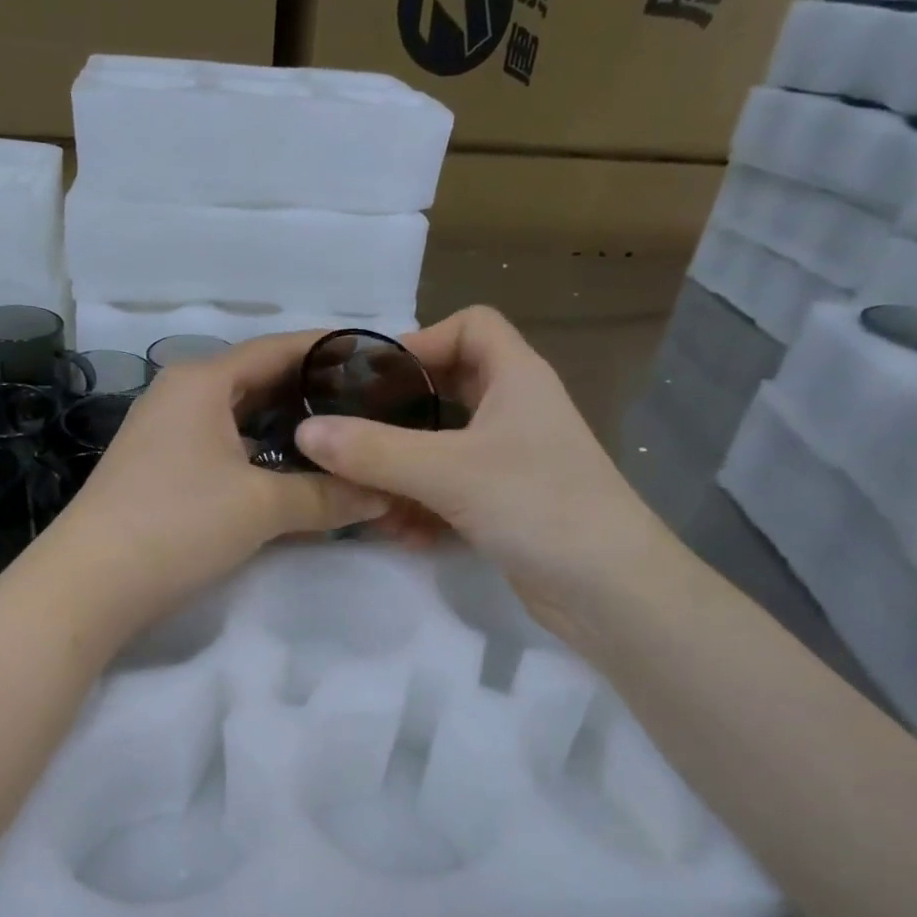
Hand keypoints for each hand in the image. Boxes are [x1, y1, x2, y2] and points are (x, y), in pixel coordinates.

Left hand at [45, 331, 388, 642]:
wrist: (89, 585)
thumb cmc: (177, 525)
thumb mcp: (261, 508)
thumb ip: (326, 495)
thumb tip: (382, 494)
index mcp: (203, 381)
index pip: (279, 348)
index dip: (331, 351)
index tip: (379, 360)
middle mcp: (181, 394)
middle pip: (260, 380)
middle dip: (314, 392)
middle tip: (371, 405)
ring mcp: (166, 432)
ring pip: (242, 417)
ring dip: (287, 427)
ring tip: (342, 439)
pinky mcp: (161, 469)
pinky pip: (224, 447)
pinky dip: (260, 455)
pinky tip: (292, 474)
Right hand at [291, 306, 667, 645]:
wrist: (611, 591)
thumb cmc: (538, 505)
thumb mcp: (448, 471)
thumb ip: (373, 450)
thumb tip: (306, 430)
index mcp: (516, 378)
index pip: (471, 325)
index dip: (422, 339)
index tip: (374, 376)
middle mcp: (515, 412)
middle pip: (448, 390)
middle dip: (399, 414)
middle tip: (351, 434)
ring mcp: (512, 462)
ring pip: (443, 448)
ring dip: (403, 471)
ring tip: (366, 498)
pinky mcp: (506, 507)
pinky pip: (451, 492)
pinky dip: (423, 507)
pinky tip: (401, 534)